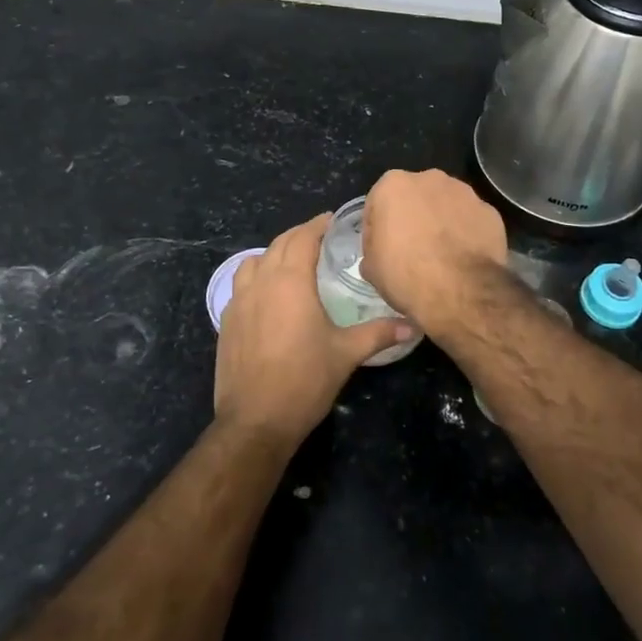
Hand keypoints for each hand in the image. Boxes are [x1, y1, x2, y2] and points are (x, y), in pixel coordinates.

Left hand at [214, 214, 412, 446]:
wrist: (255, 420)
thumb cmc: (304, 380)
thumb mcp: (347, 354)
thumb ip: (380, 333)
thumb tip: (414, 325)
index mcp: (291, 282)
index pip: (303, 238)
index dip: (318, 225)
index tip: (332, 220)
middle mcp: (262, 282)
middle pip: (279, 244)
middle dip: (299, 235)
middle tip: (319, 237)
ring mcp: (239, 301)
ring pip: (254, 261)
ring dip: (274, 253)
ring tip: (291, 261)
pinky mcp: (227, 321)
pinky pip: (241, 284)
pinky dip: (256, 276)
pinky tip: (268, 293)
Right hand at [361, 170, 506, 334]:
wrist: (460, 290)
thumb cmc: (406, 274)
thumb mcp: (372, 269)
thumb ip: (373, 250)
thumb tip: (380, 254)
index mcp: (393, 185)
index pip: (377, 204)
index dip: (377, 229)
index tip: (381, 251)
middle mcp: (430, 179)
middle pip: (415, 197)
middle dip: (412, 218)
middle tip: (412, 250)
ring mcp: (464, 193)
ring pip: (446, 205)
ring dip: (441, 222)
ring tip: (442, 256)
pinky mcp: (490, 212)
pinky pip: (471, 221)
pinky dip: (467, 234)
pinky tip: (464, 258)